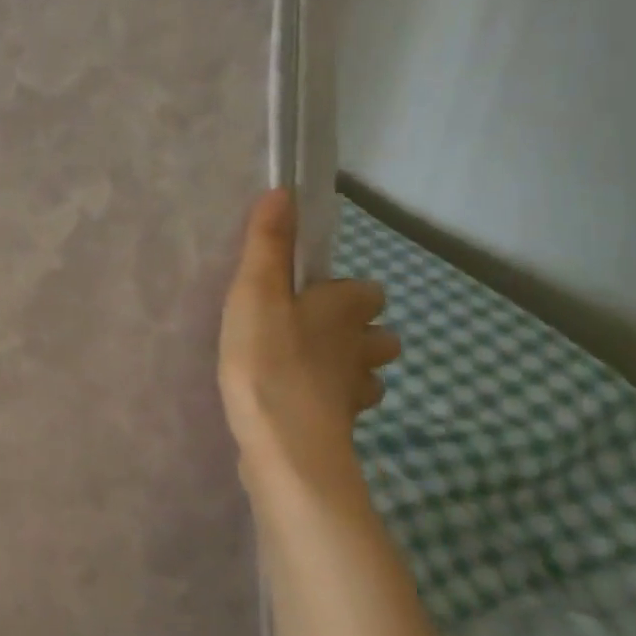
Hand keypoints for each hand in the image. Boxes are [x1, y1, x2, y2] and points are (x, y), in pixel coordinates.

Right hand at [219, 190, 398, 510]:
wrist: (285, 444)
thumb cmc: (269, 358)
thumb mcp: (257, 292)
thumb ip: (268, 244)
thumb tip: (284, 191)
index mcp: (345, 309)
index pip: (368, 291)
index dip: (346, 292)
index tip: (310, 295)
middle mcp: (361, 347)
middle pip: (378, 334)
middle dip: (357, 332)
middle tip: (310, 332)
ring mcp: (355, 392)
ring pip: (366, 373)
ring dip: (347, 369)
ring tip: (306, 368)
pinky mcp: (340, 428)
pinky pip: (343, 407)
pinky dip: (329, 403)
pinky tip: (299, 404)